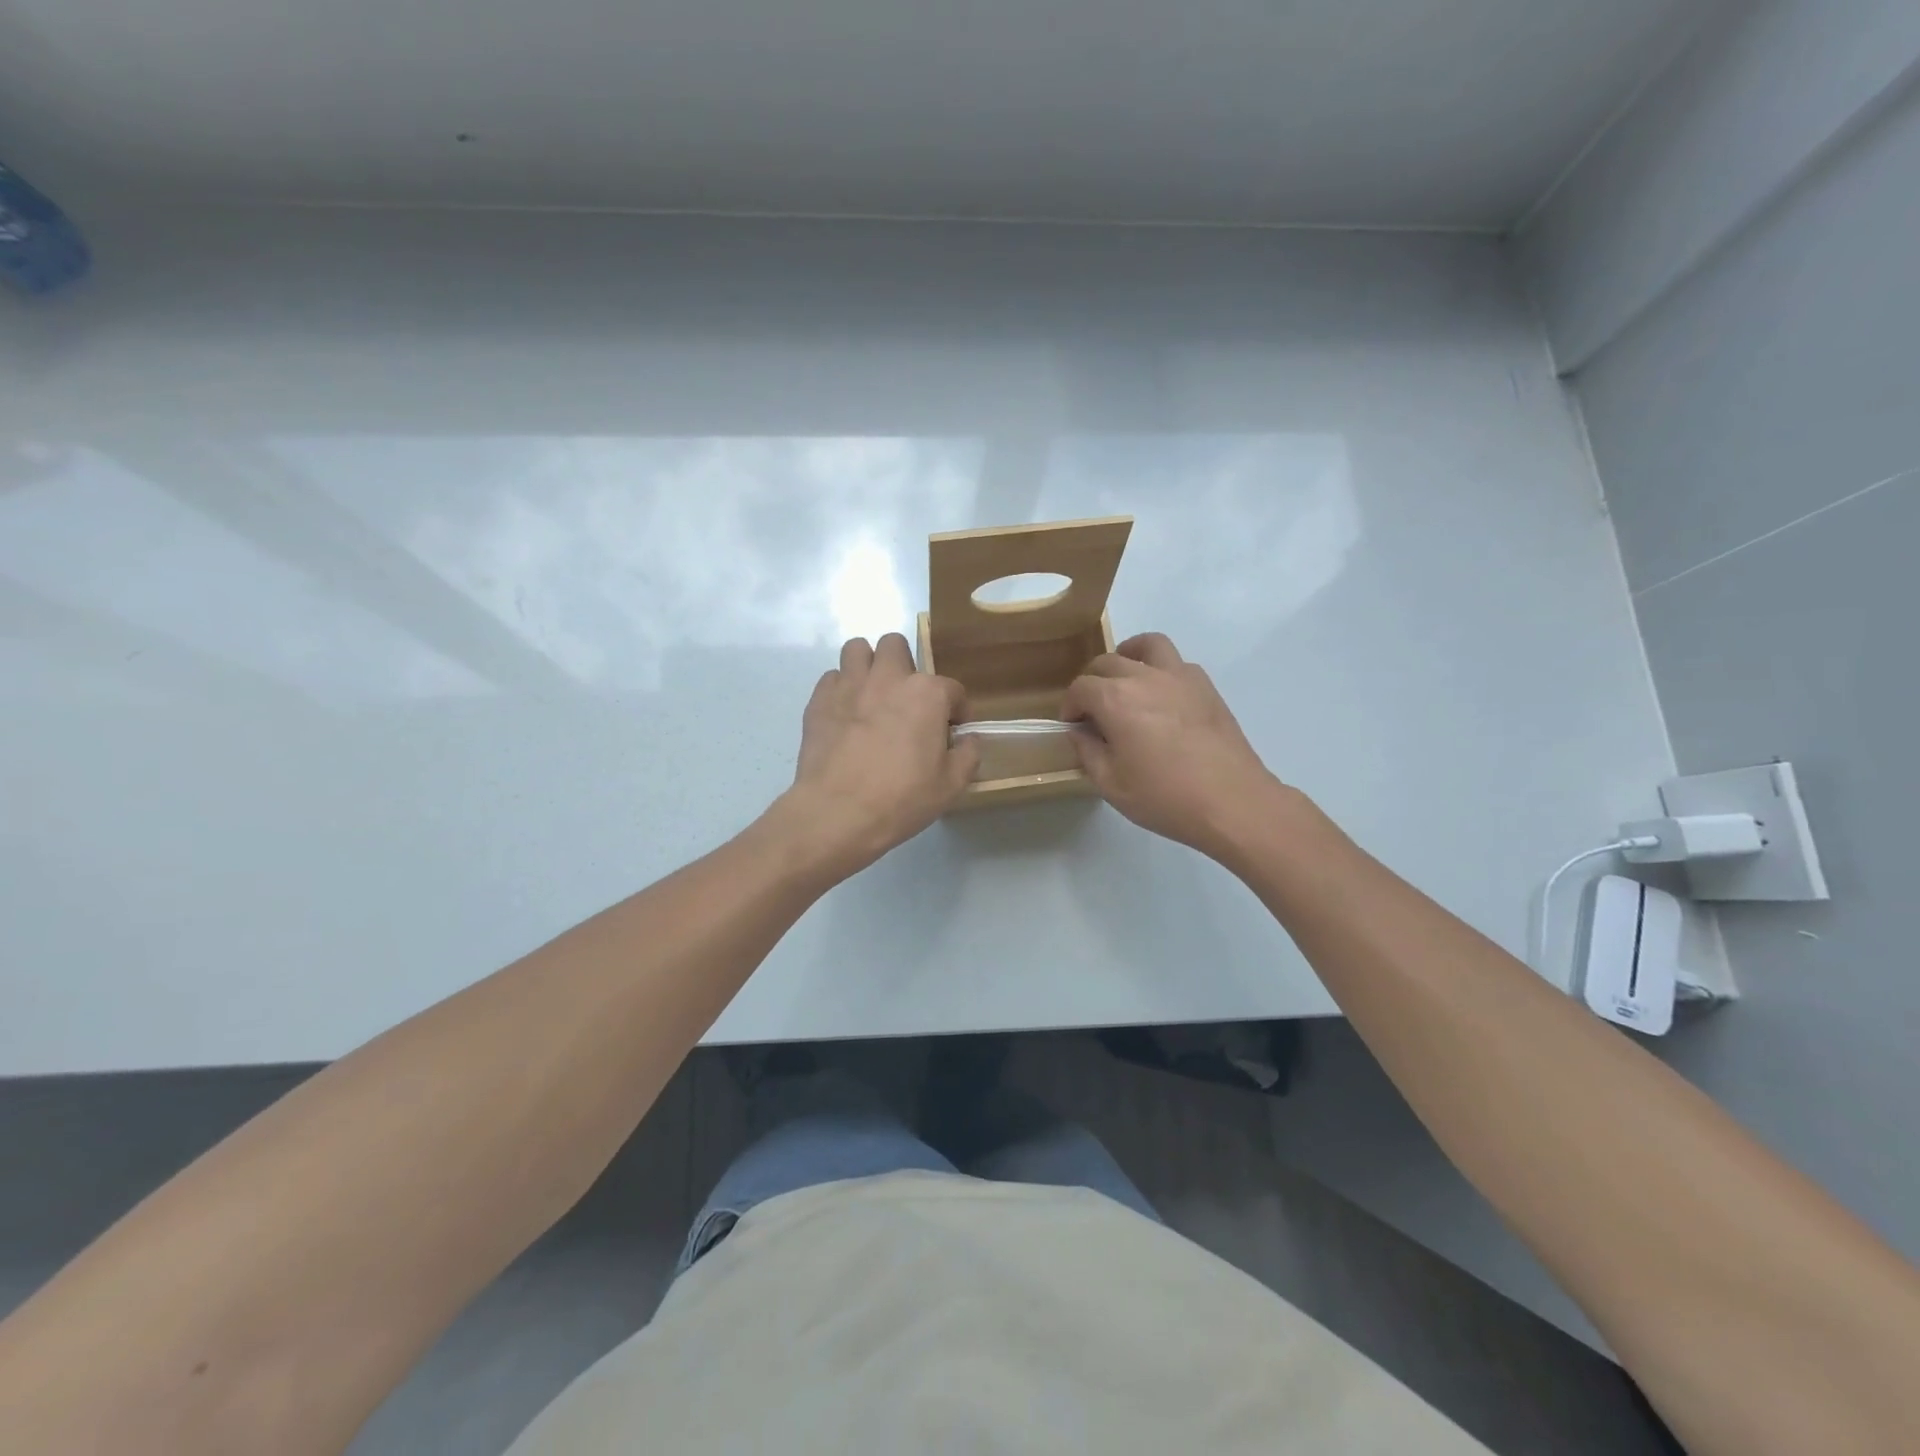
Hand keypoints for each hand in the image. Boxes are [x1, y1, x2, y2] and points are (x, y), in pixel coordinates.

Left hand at [773, 634, 978, 881]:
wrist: (837, 813)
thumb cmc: (901, 799)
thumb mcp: (951, 785)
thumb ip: (967, 755)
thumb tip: (967, 740)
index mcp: (926, 694)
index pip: (952, 689)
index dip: (957, 711)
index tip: (952, 732)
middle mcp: (888, 678)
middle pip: (897, 646)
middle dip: (905, 667)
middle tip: (907, 701)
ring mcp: (849, 685)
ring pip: (858, 649)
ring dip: (868, 666)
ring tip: (872, 695)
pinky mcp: (819, 700)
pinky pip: (832, 678)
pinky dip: (841, 689)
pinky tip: (846, 714)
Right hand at [1062, 633, 1281, 860]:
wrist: (1231, 802)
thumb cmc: (1164, 797)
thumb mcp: (1111, 784)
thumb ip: (1088, 752)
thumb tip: (1080, 732)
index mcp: (1116, 700)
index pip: (1081, 688)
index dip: (1070, 706)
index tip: (1072, 726)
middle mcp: (1145, 677)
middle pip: (1108, 662)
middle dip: (1093, 682)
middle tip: (1094, 710)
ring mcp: (1180, 677)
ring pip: (1147, 646)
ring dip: (1129, 656)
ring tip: (1126, 679)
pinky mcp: (1206, 686)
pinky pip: (1177, 663)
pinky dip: (1161, 670)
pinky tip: (1162, 697)